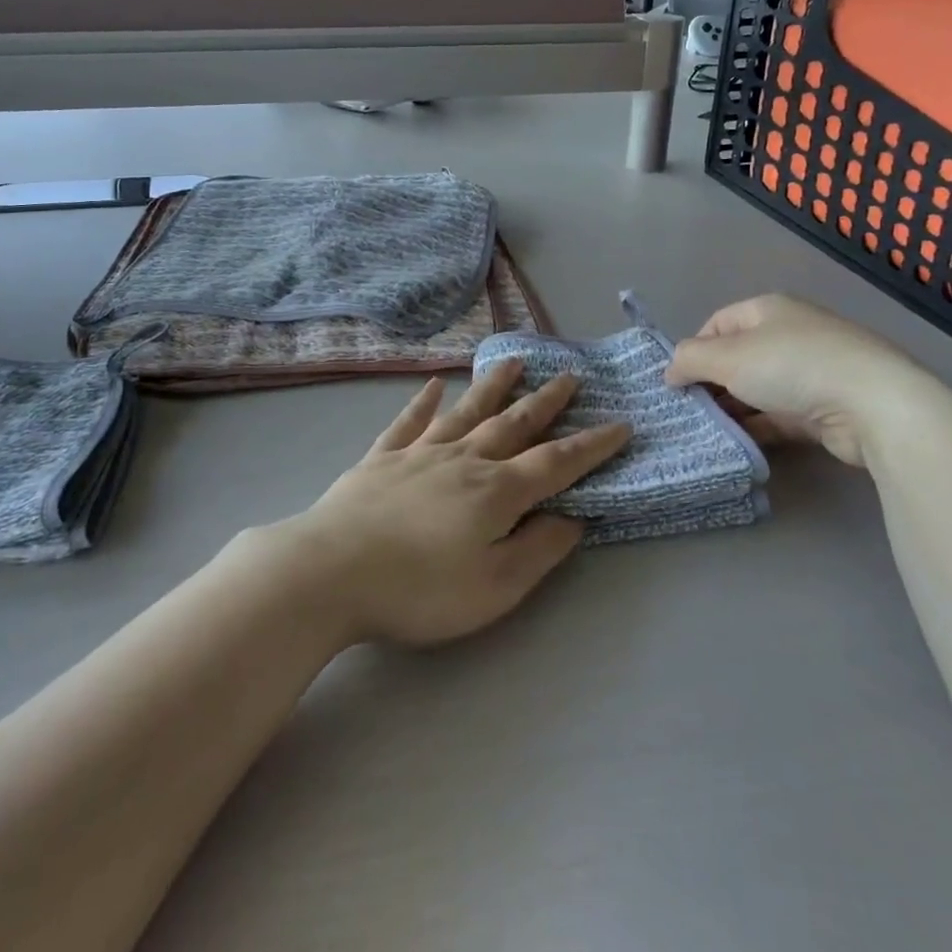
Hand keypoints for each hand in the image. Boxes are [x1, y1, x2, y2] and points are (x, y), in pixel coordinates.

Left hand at [281, 363, 630, 647]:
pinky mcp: (380, 459)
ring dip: (492, 386)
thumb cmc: (419, 589)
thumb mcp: (495, 587)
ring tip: (514, 362)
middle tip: (570, 376)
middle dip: (546, 402)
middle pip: (513, 424)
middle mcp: (463, 460)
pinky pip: (408, 422)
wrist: (331, 571)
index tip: (620, 424)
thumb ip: (538, 549)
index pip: (556, 462)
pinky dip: (422, 402)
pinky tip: (433, 385)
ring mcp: (419, 453)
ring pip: (465, 411)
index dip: (591, 445)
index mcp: (496, 492)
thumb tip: (574, 517)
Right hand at [664, 294, 934, 468]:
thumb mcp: (727, 357)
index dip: (694, 350)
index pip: (716, 324)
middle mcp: (790, 334)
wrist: (874, 405)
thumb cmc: (792, 367)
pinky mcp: (826, 407)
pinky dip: (759, 426)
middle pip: (737, 357)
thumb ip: (689, 360)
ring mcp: (812, 371)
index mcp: (767, 310)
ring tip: (709, 431)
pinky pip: (780, 414)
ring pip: (758, 389)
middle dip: (712, 383)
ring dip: (734, 408)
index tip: (678, 382)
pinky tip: (739, 444)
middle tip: (690, 410)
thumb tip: (670, 371)